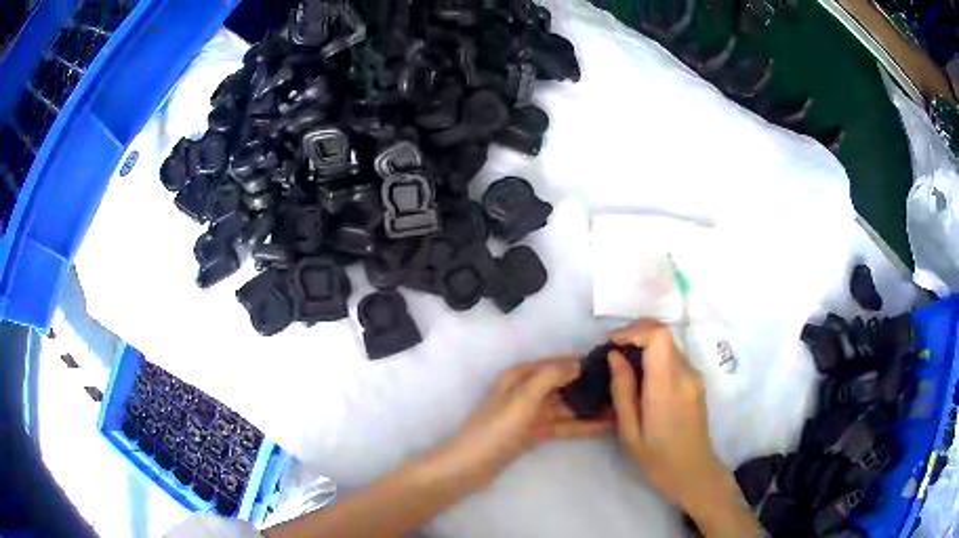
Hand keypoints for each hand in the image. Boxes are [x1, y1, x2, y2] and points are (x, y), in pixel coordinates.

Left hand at [438, 357, 611, 487]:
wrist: (471, 466)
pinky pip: (563, 425)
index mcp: (521, 375)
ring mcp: (532, 413)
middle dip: (590, 386)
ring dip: (589, 407)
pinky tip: (604, 426)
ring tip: (619, 408)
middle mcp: (528, 390)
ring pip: (567, 406)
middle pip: (564, 384)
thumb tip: (578, 364)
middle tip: (622, 388)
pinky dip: (581, 425)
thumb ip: (550, 377)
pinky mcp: (535, 432)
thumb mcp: (523, 399)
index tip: (611, 362)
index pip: (557, 362)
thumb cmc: (496, 429)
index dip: (582, 361)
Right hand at [607, 320, 721, 508]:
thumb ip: (622, 390)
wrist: (693, 471)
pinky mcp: (697, 381)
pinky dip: (655, 357)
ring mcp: (695, 376)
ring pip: (669, 344)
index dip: (634, 329)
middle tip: (613, 352)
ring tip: (624, 366)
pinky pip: (674, 357)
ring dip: (645, 345)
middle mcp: (686, 373)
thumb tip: (615, 356)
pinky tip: (642, 378)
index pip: (659, 335)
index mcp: (667, 386)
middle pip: (664, 334)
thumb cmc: (656, 457)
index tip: (612, 342)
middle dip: (636, 334)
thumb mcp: (629, 430)